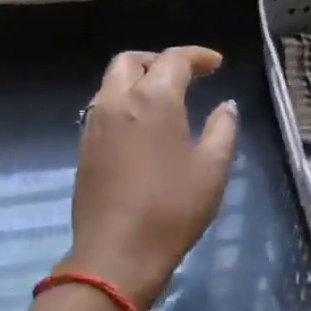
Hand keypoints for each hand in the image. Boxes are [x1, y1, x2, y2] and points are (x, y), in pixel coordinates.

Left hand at [56, 47, 238, 310]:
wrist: (116, 254)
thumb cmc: (172, 209)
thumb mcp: (212, 169)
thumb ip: (222, 129)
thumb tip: (225, 106)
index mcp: (152, 99)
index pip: (173, 59)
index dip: (198, 56)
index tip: (216, 65)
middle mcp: (117, 101)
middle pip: (132, 61)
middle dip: (159, 60)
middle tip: (185, 76)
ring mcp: (95, 124)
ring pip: (112, 82)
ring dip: (138, 79)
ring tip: (164, 99)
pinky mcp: (84, 147)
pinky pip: (103, 107)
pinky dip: (124, 102)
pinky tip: (142, 126)